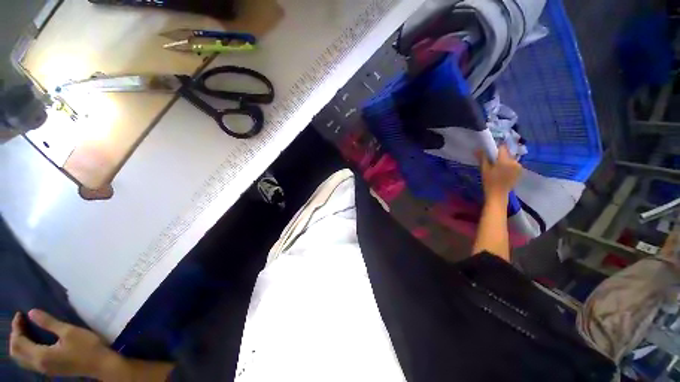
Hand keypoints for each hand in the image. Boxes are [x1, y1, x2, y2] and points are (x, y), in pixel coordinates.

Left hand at [9, 309, 122, 378]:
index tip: (20, 314)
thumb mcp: (69, 332)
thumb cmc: (86, 346)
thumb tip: (31, 312)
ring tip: (25, 331)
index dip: (16, 327)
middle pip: (16, 352)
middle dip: (15, 336)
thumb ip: (49, 323)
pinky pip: (28, 361)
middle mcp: (38, 365)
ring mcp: (44, 369)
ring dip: (19, 344)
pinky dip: (25, 350)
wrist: (100, 364)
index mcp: (40, 356)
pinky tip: (33, 343)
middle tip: (21, 322)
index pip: (18, 342)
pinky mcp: (49, 369)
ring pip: (21, 359)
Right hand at [477, 145, 521, 199]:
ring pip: (511, 159)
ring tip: (498, 168)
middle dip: (500, 156)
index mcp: (505, 160)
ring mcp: (519, 167)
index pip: (502, 148)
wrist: (498, 194)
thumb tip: (478, 149)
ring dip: (505, 161)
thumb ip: (483, 158)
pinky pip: (514, 165)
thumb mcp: (484, 169)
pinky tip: (503, 172)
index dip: (496, 149)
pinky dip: (509, 166)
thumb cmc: (489, 182)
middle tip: (493, 162)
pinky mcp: (520, 172)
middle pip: (507, 153)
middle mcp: (514, 161)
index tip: (491, 153)